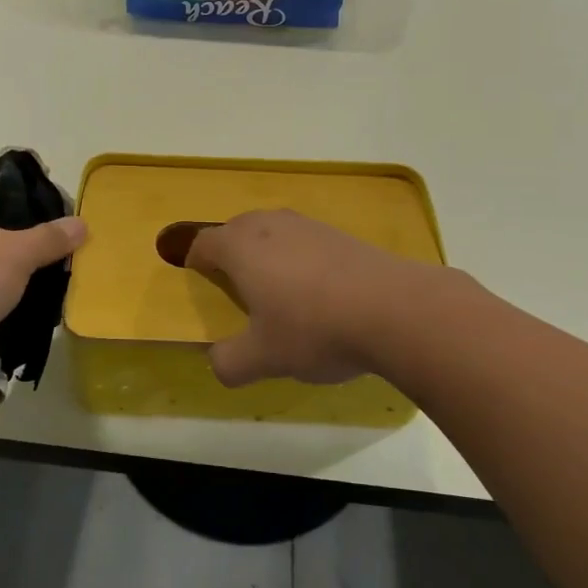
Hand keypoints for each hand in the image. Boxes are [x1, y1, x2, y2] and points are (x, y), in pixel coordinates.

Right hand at [183, 210, 443, 386]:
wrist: (393, 308)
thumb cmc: (313, 328)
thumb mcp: (263, 358)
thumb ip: (230, 362)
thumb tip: (218, 363)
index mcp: (240, 246)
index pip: (203, 243)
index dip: (194, 261)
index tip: (196, 281)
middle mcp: (269, 225)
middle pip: (236, 229)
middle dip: (229, 253)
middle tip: (232, 287)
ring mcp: (307, 225)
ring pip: (272, 231)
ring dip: (266, 254)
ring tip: (274, 289)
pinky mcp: (340, 234)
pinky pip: (304, 240)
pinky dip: (299, 258)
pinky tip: (316, 291)